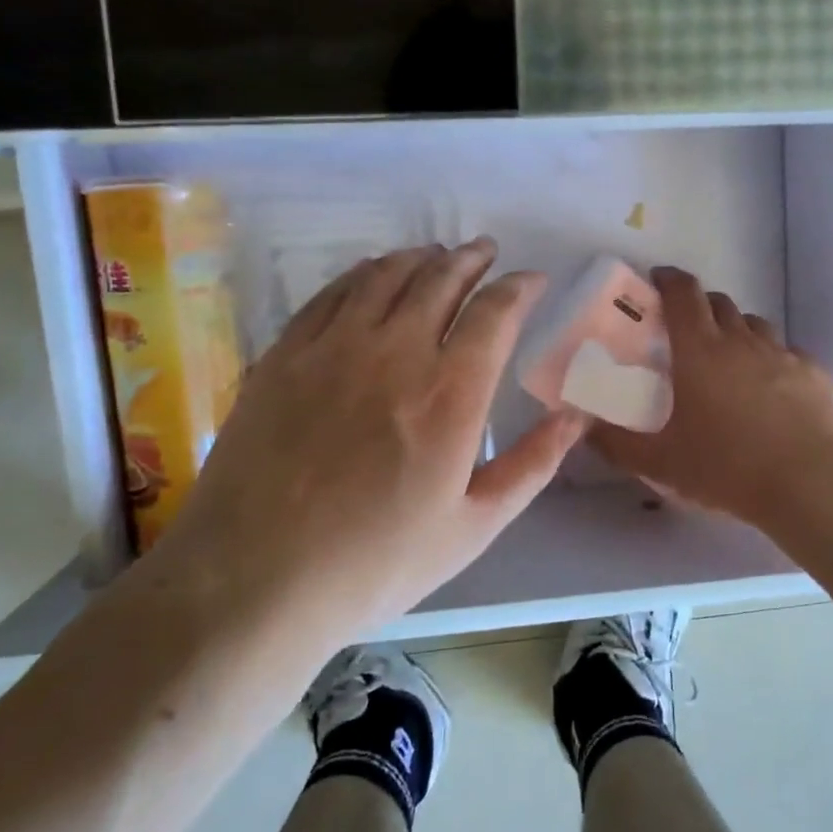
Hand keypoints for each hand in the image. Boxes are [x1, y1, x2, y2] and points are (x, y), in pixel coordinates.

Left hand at [151, 238, 587, 649]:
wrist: (255, 579)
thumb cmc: (375, 563)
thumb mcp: (473, 527)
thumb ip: (531, 465)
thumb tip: (577, 416)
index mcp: (449, 394)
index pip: (495, 313)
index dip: (520, 287)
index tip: (533, 280)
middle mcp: (394, 352)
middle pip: (441, 279)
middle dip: (472, 259)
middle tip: (486, 253)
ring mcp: (332, 347)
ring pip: (385, 275)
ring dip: (420, 258)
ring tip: (436, 255)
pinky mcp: (285, 354)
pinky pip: (332, 293)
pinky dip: (363, 274)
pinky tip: (371, 276)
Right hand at [588, 267, 832, 529]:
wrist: (811, 484)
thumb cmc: (727, 468)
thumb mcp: (662, 463)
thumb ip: (618, 445)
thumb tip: (586, 431)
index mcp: (700, 352)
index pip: (683, 295)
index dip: (668, 280)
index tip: (657, 280)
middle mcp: (741, 341)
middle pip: (719, 303)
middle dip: (700, 306)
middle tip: (686, 330)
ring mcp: (782, 355)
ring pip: (755, 324)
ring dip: (736, 330)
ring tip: (728, 358)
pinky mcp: (813, 373)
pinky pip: (787, 352)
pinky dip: (771, 358)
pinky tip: (770, 387)